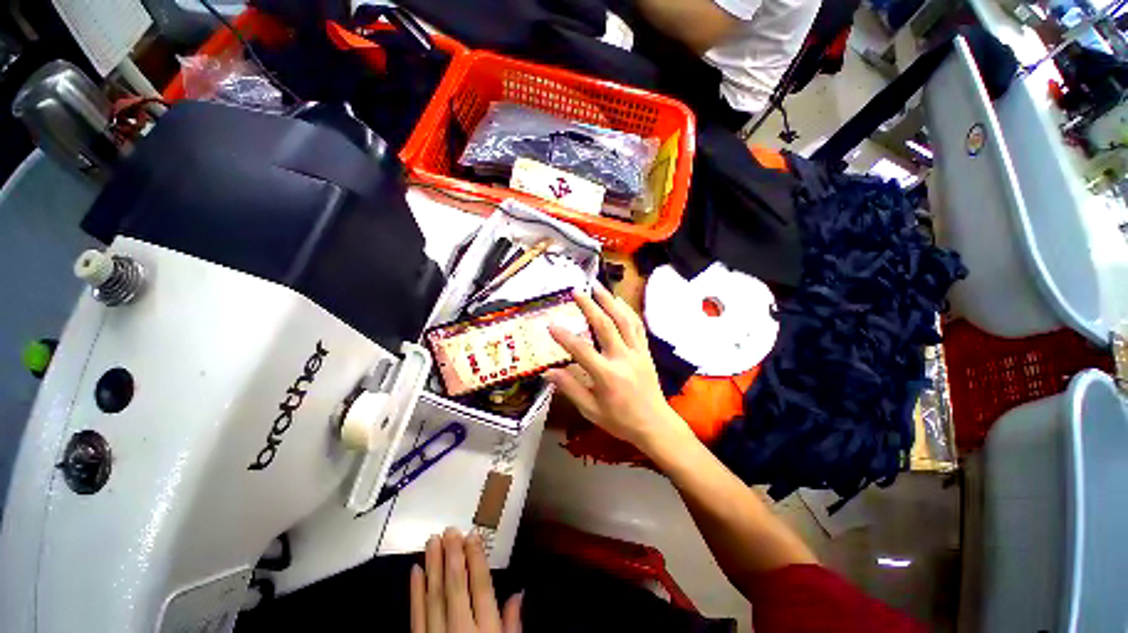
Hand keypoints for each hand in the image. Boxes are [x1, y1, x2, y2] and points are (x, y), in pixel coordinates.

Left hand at [411, 528, 522, 632]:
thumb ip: (512, 624)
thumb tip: (519, 592)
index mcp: (486, 630)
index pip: (480, 587)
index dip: (476, 560)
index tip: (472, 535)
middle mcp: (461, 630)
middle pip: (455, 587)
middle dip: (452, 556)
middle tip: (449, 530)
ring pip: (434, 596)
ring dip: (433, 567)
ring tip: (432, 541)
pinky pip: (415, 617)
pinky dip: (415, 593)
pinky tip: (415, 572)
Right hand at [546, 284, 692, 453]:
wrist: (656, 425)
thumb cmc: (621, 421)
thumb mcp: (591, 410)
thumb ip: (570, 388)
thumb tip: (548, 372)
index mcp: (607, 375)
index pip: (582, 350)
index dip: (565, 337)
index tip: (551, 325)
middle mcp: (623, 358)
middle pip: (605, 325)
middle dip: (590, 305)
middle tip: (577, 291)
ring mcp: (637, 352)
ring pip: (624, 320)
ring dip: (610, 301)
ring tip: (598, 286)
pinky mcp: (646, 351)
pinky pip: (637, 326)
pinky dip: (628, 311)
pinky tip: (620, 301)